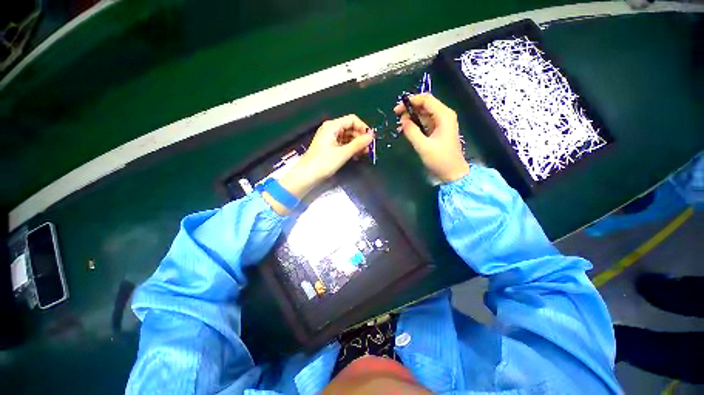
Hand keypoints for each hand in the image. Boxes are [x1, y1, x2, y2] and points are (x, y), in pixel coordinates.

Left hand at [263, 115, 373, 213]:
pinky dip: (350, 148)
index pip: (352, 120)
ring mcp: (329, 138)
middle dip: (360, 137)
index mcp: (332, 126)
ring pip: (347, 136)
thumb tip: (371, 136)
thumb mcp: (343, 153)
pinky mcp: (329, 147)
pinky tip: (356, 156)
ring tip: (364, 154)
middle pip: (350, 128)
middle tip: (368, 149)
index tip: (371, 139)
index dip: (363, 127)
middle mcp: (331, 129)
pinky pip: (343, 143)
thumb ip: (358, 144)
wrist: (307, 175)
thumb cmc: (324, 163)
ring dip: (356, 144)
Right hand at [394, 94, 469, 182]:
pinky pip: (425, 123)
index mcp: (444, 115)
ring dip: (411, 118)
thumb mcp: (423, 146)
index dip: (411, 101)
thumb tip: (403, 121)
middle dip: (410, 109)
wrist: (452, 172)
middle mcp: (443, 116)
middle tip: (397, 118)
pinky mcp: (438, 131)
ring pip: (424, 114)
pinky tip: (407, 130)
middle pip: (425, 105)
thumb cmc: (440, 159)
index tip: (397, 110)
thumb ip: (412, 132)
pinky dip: (415, 125)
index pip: (426, 100)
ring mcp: (441, 123)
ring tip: (400, 126)